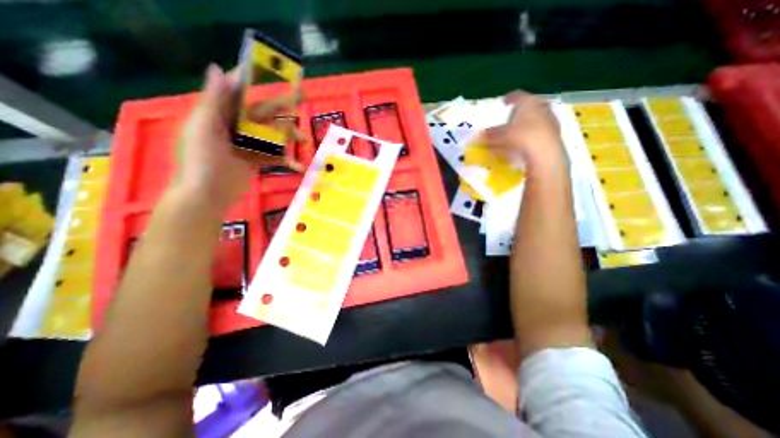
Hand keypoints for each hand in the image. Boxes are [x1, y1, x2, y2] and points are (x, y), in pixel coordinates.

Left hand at [174, 63, 303, 216]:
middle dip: (281, 107)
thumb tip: (218, 68)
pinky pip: (273, 155)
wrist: (208, 196)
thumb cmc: (202, 161)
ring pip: (271, 134)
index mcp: (218, 113)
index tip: (274, 71)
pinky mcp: (255, 159)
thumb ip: (213, 101)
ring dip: (289, 136)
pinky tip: (299, 165)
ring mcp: (246, 144)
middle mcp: (233, 125)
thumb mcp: (204, 129)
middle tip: (302, 99)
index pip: (238, 90)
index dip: (255, 79)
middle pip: (261, 112)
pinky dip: (286, 159)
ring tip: (304, 140)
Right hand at [482, 91, 567, 172]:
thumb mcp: (502, 134)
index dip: (510, 98)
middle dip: (521, 112)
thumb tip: (481, 135)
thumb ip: (492, 134)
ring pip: (536, 119)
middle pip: (530, 106)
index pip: (519, 95)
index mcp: (530, 102)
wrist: (546, 153)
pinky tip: (524, 144)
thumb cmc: (523, 136)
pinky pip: (538, 132)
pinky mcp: (553, 135)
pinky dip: (530, 135)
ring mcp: (550, 122)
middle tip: (512, 117)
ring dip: (526, 124)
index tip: (504, 101)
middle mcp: (542, 108)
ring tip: (516, 132)